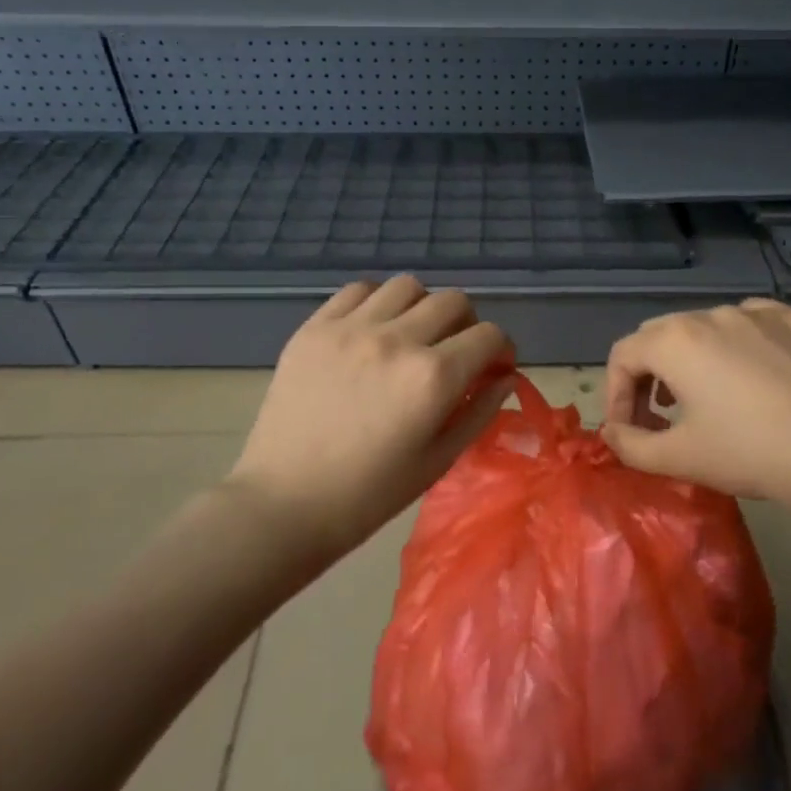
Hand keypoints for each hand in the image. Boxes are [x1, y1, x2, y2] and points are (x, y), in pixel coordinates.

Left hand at [225, 277, 514, 557]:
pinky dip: (377, 303)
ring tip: (411, 337)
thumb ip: (480, 412)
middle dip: (467, 326)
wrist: (284, 503)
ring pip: (408, 286)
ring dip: (422, 308)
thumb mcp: (439, 460)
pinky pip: (359, 290)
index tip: (492, 368)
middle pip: (454, 301)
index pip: (490, 335)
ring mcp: (351, 328)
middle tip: (454, 354)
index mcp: (433, 377)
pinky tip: (372, 331)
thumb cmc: (369, 495)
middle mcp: (397, 340)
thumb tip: (505, 377)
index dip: (501, 350)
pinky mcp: (314, 327)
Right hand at [601, 299, 790, 515]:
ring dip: (693, 361)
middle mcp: (711, 314)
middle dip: (649, 375)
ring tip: (708, 400)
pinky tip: (757, 382)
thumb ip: (630, 445)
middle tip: (661, 417)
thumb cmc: (751, 452)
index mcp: (675, 341)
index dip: (615, 395)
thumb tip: (612, 434)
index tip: (629, 432)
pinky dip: (739, 349)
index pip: (622, 356)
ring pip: (707, 328)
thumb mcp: (679, 458)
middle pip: (660, 336)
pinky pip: (752, 326)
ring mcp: (758, 312)